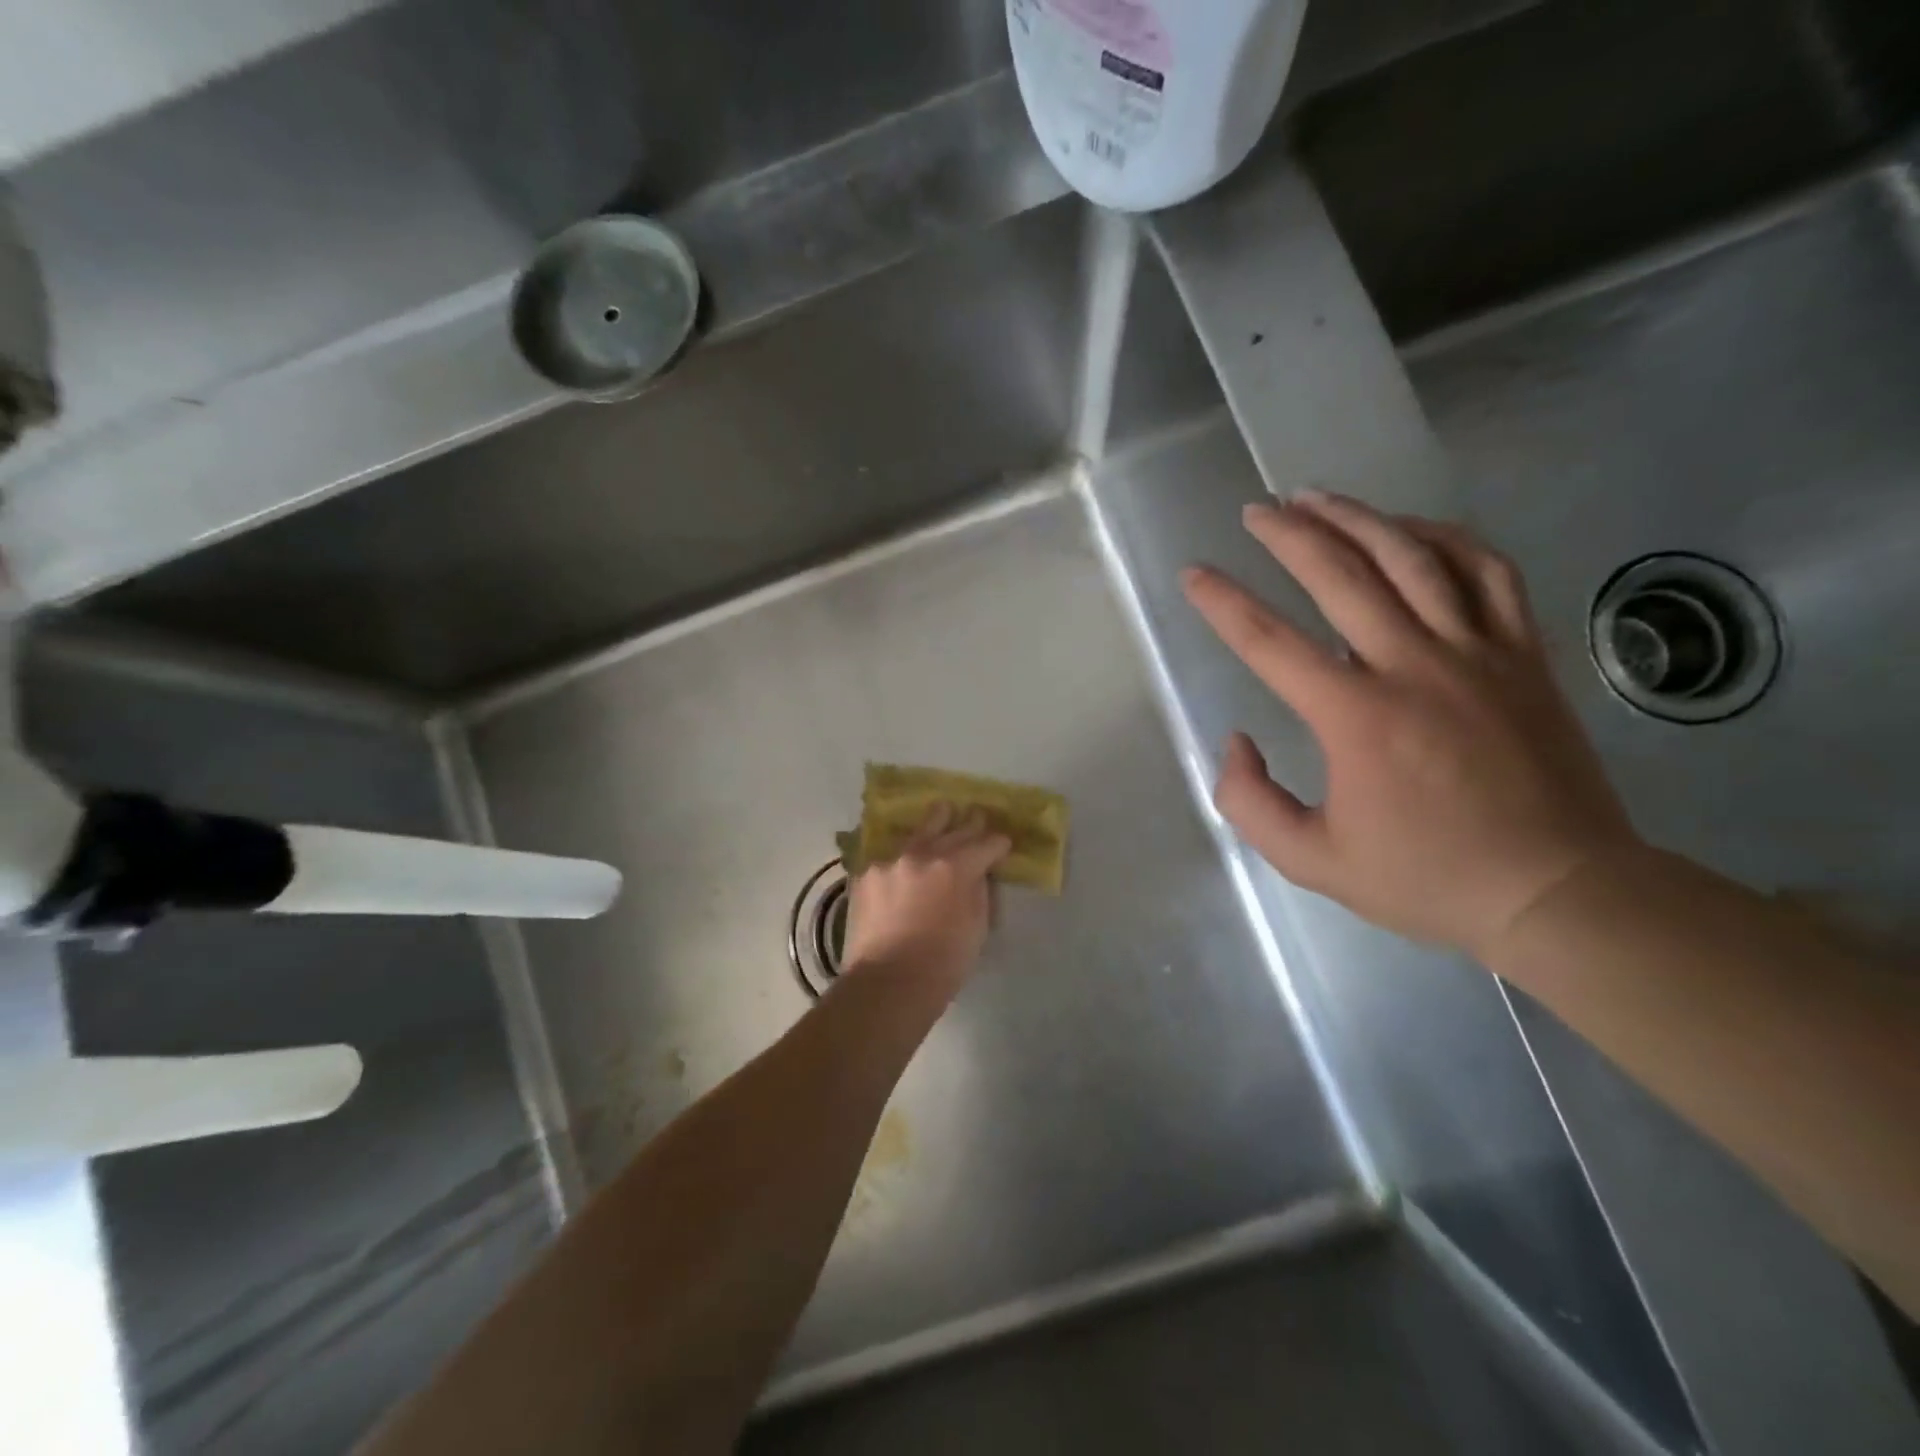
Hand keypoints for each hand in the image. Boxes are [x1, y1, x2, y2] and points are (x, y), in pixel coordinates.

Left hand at [841, 805, 1011, 991]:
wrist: (887, 983)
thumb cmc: (943, 964)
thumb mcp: (977, 927)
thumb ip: (979, 891)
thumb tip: (978, 874)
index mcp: (957, 866)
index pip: (987, 843)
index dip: (998, 844)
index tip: (1002, 845)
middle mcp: (923, 853)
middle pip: (953, 828)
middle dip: (970, 824)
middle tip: (977, 816)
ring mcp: (891, 860)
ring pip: (919, 832)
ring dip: (935, 823)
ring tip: (943, 811)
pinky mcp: (867, 872)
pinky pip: (892, 855)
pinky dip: (904, 856)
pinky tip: (907, 857)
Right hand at [1182, 492, 1639, 959]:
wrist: (1558, 890)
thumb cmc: (1426, 878)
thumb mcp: (1311, 861)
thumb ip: (1249, 802)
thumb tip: (1236, 740)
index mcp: (1355, 716)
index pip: (1269, 641)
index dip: (1222, 602)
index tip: (1193, 573)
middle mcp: (1413, 665)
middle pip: (1341, 575)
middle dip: (1290, 534)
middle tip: (1257, 510)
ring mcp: (1477, 652)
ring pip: (1413, 556)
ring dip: (1358, 518)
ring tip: (1319, 497)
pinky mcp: (1523, 653)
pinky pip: (1487, 571)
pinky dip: (1445, 538)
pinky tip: (1412, 528)